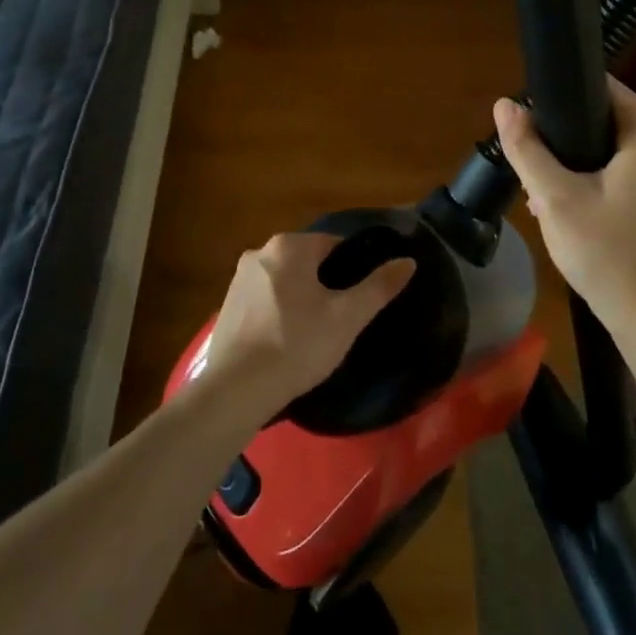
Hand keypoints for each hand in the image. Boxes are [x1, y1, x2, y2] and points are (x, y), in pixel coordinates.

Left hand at [202, 233, 415, 416]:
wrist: (236, 389)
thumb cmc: (297, 345)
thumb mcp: (347, 317)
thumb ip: (379, 286)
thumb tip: (408, 261)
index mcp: (289, 246)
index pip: (335, 245)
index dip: (354, 269)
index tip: (361, 298)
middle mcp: (259, 252)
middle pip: (308, 261)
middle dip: (326, 284)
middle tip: (342, 319)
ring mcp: (238, 279)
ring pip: (285, 281)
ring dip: (302, 298)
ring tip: (316, 333)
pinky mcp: (227, 305)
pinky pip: (264, 299)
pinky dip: (279, 312)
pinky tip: (287, 340)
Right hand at [493, 78, 635, 334]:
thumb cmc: (606, 252)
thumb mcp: (554, 197)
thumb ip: (526, 148)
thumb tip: (503, 104)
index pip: (597, 87)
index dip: (556, 97)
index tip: (524, 120)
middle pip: (598, 115)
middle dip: (559, 134)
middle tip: (526, 157)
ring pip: (603, 143)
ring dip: (568, 158)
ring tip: (536, 183)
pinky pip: (614, 165)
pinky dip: (587, 175)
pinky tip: (559, 201)